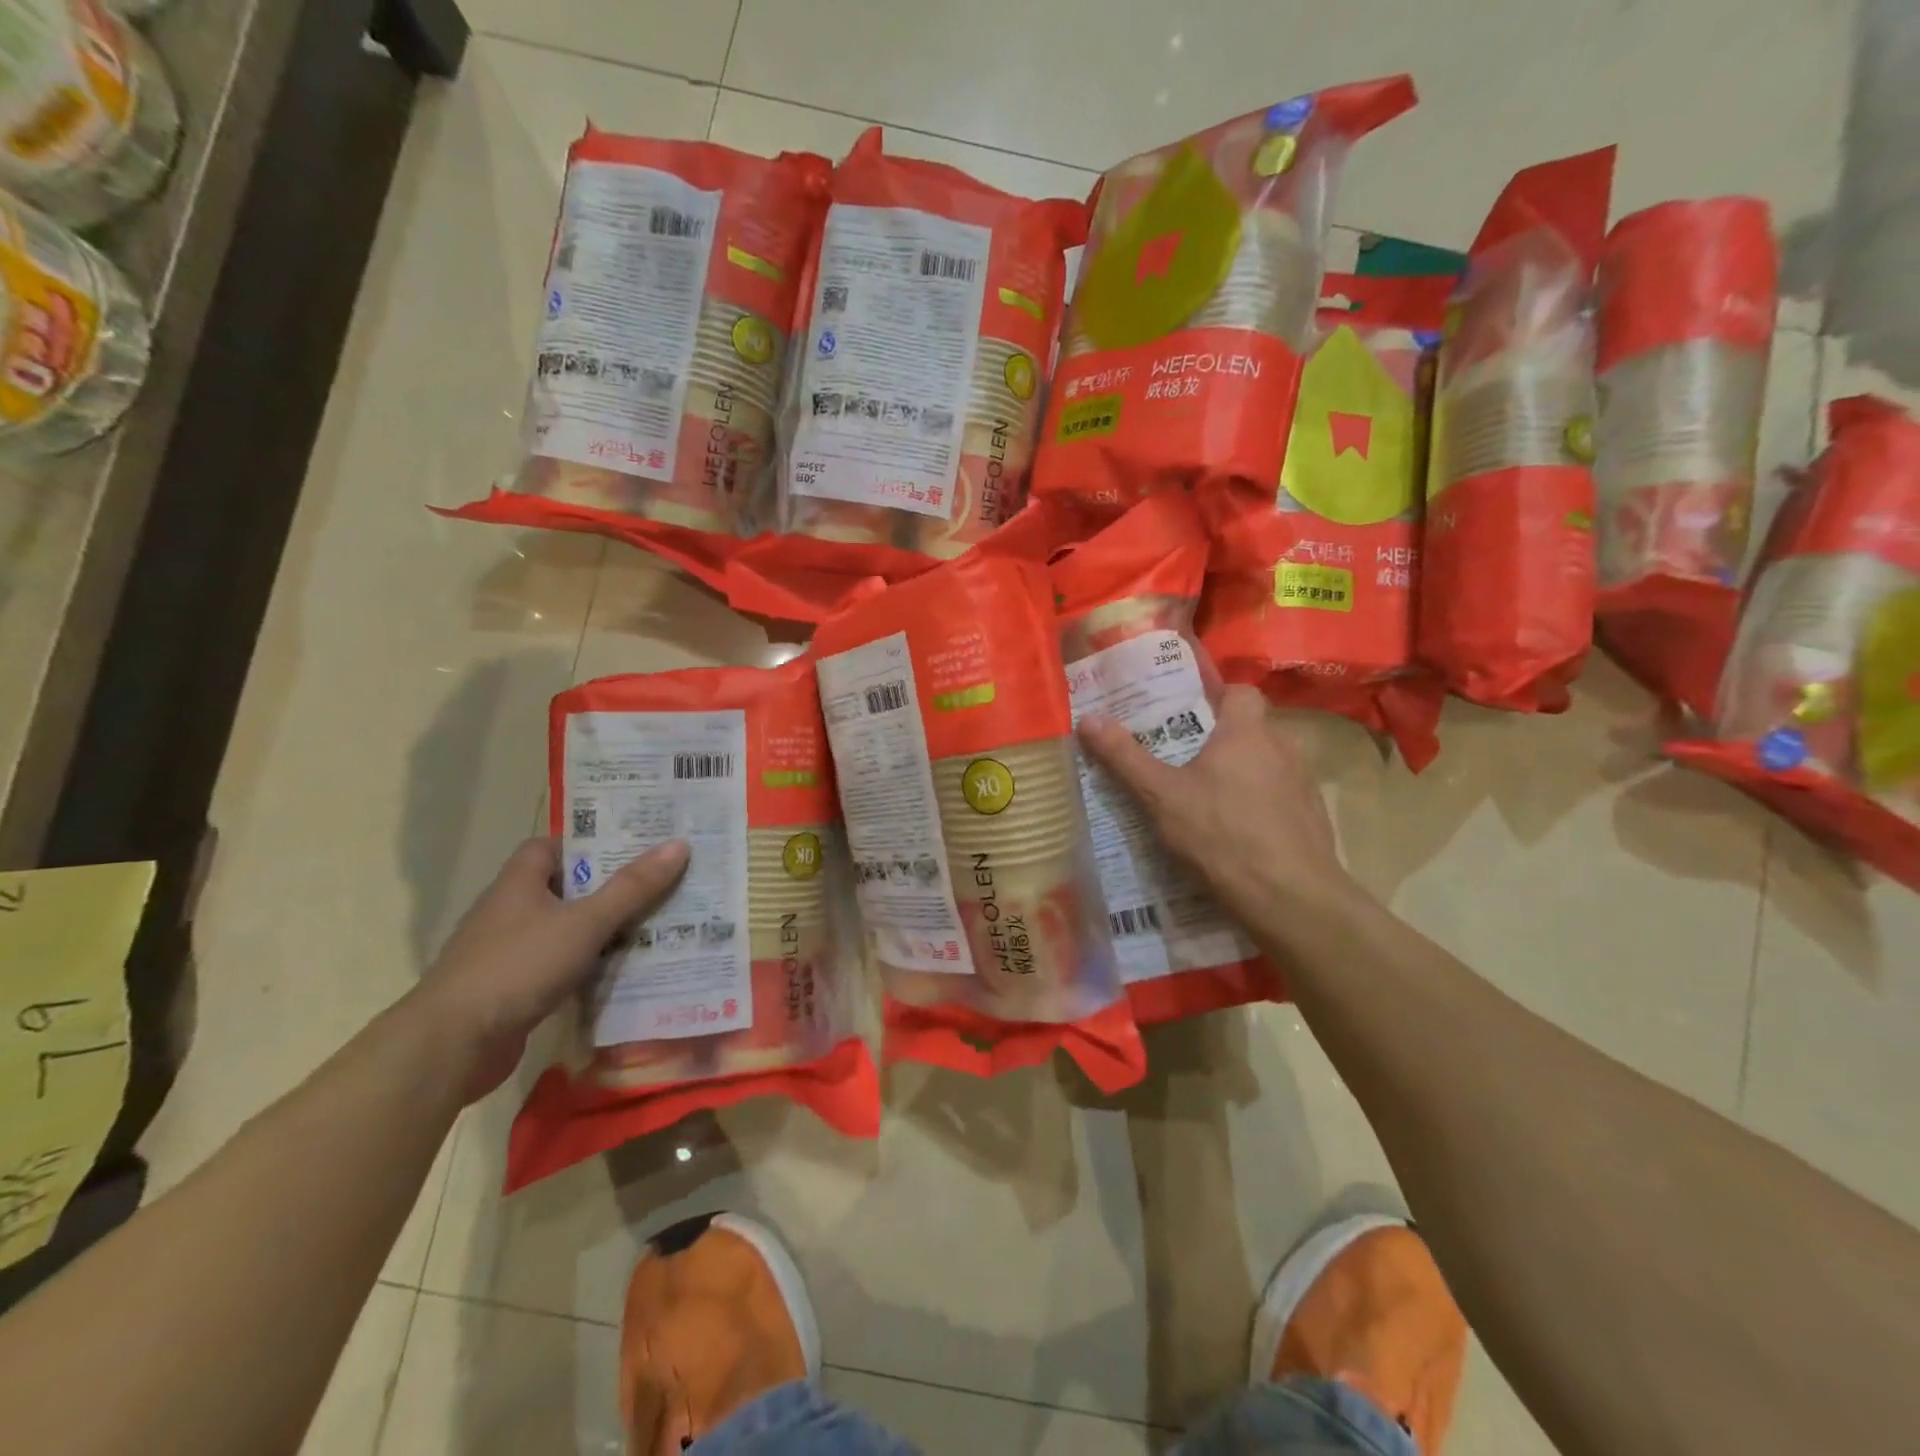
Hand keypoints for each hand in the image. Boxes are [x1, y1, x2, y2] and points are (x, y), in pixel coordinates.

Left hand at [416, 837, 688, 1100]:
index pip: (551, 847)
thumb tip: (679, 844)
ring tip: (655, 926)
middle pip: (564, 888)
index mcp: (519, 883)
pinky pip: (559, 967)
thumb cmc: (517, 967)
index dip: (589, 843)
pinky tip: (622, 973)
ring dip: (602, 930)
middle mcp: (509, 912)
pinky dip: (588, 967)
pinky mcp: (512, 991)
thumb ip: (632, 887)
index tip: (633, 847)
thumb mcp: (585, 922)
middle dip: (609, 887)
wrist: (451, 1046)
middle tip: (659, 884)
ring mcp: (508, 953)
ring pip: (565, 930)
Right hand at [1078, 685, 1353, 922]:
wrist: (1290, 898)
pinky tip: (1237, 831)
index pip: (1241, 691)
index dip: (1216, 696)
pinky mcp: (1312, 818)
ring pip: (1268, 764)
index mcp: (1247, 732)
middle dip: (1221, 738)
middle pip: (1252, 728)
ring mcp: (1303, 784)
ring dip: (1243, 772)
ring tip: (1207, 796)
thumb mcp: (1160, 796)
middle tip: (1184, 758)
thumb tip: (1089, 718)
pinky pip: (1281, 797)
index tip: (1187, 711)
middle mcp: (1283, 748)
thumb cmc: (1220, 834)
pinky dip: (1260, 804)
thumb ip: (1125, 757)